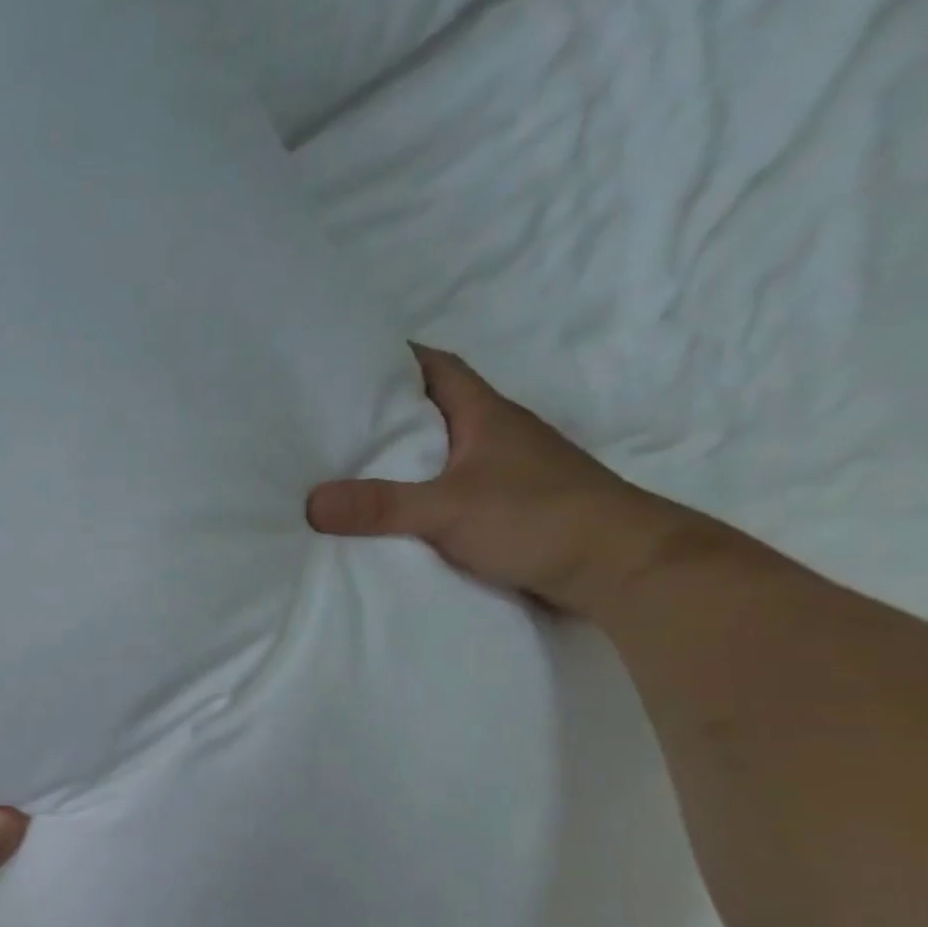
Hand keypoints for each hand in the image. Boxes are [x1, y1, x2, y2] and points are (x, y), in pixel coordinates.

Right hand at [306, 346, 704, 616]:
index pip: (439, 368)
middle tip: (332, 423)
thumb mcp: (448, 509)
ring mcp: (505, 475)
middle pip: (435, 412)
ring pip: (442, 455)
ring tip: (349, 471)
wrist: (618, 567)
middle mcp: (497, 437)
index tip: (352, 363)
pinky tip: (391, 516)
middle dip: (387, 414)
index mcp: (486, 416)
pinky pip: (448, 492)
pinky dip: (419, 496)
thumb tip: (310, 503)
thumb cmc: (538, 517)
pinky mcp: (507, 511)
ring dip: (403, 459)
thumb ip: (380, 506)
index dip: (398, 359)